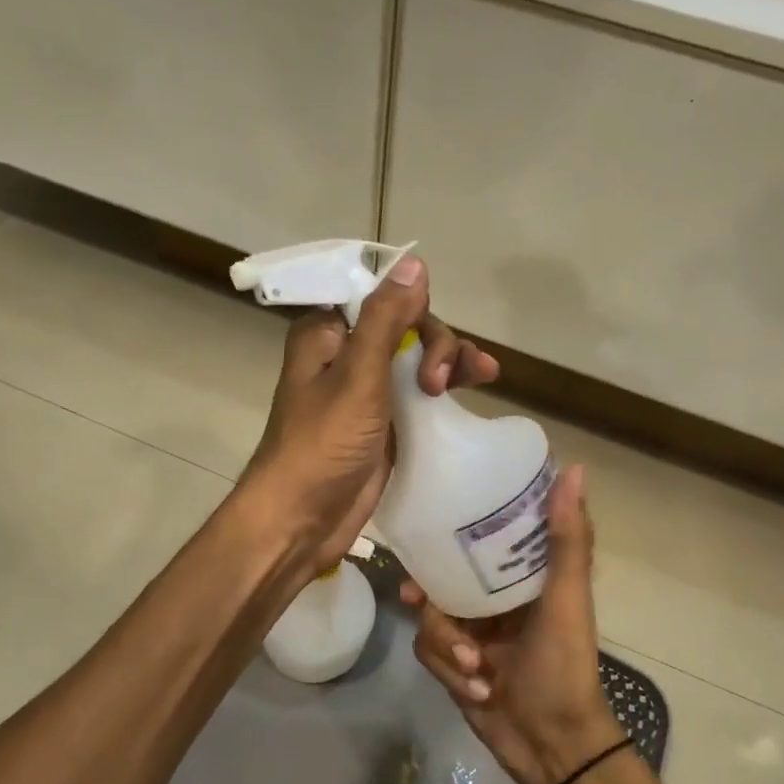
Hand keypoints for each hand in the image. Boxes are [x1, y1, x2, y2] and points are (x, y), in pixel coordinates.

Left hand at [241, 257, 498, 570]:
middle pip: (406, 326)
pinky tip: (476, 387)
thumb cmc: (322, 444)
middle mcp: (346, 356)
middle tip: (440, 379)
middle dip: (435, 342)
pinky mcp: (385, 424)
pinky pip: (420, 394)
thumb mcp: (357, 376)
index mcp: (326, 335)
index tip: (429, 323)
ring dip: (450, 361)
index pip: (378, 296)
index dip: (411, 302)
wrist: (302, 520)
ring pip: (418, 359)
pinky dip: (447, 388)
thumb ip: (386, 320)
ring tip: (481, 376)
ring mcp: (367, 392)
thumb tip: (415, 263)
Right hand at [402, 464, 623, 783]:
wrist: (553, 746)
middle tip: (414, 594)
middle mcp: (494, 602)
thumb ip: (568, 539)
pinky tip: (477, 690)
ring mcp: (472, 635)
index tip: (436, 522)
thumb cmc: (565, 666)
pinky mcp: (455, 667)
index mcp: (523, 580)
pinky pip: (430, 653)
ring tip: (474, 667)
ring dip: (448, 646)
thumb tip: (575, 468)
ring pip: (431, 620)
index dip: (459, 530)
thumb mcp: (567, 599)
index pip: (485, 540)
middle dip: (431, 593)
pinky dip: (450, 672)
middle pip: (444, 579)